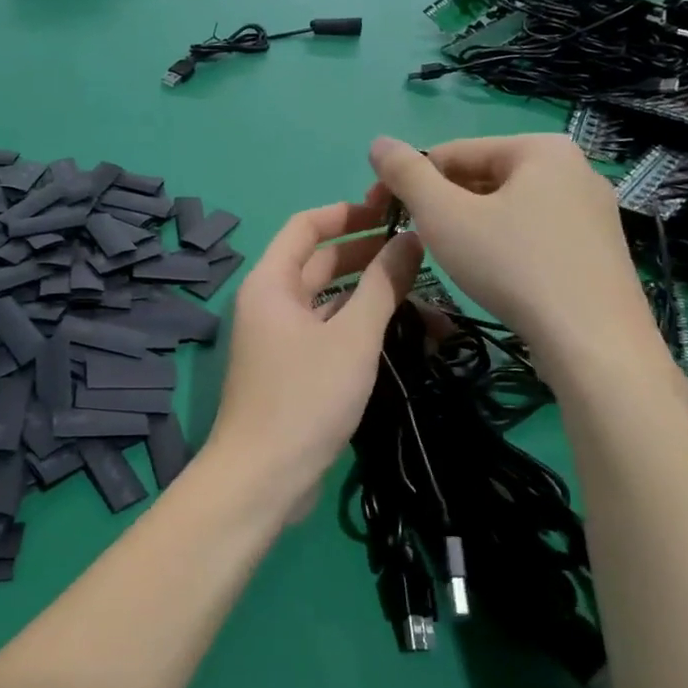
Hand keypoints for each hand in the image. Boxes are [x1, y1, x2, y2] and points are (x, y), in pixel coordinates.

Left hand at [204, 202, 423, 511]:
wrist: (263, 478)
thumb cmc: (305, 397)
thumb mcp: (352, 337)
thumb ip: (382, 285)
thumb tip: (410, 239)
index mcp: (272, 282)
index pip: (307, 225)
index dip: (348, 212)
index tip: (391, 209)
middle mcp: (272, 302)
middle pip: (320, 262)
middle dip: (367, 252)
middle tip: (419, 248)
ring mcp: (282, 337)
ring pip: (330, 300)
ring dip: (370, 293)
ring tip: (424, 290)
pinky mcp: (295, 368)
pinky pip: (330, 332)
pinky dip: (361, 325)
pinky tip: (402, 330)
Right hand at [366, 134, 657, 373]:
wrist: (594, 343)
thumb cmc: (512, 266)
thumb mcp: (444, 215)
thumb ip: (406, 175)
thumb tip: (378, 142)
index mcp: (540, 147)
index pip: (452, 152)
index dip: (408, 180)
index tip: (380, 213)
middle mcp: (575, 168)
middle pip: (483, 177)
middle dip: (442, 204)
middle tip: (415, 240)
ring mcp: (593, 211)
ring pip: (508, 208)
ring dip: (469, 226)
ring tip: (451, 260)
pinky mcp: (599, 250)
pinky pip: (535, 234)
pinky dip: (504, 246)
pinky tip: (493, 276)